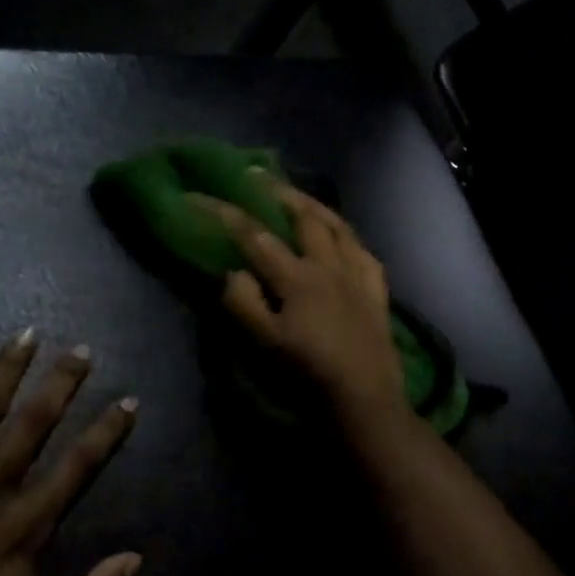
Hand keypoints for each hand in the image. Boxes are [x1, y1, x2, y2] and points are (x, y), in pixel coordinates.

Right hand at [193, 181, 406, 424]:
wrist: (364, 399)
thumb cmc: (309, 374)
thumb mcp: (265, 344)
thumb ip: (244, 304)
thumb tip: (232, 271)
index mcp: (297, 277)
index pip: (254, 235)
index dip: (223, 212)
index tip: (197, 195)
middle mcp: (329, 265)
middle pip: (303, 216)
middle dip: (277, 192)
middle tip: (258, 176)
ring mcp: (357, 274)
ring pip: (337, 226)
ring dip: (315, 205)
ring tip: (298, 196)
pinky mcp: (377, 290)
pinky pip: (364, 251)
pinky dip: (348, 236)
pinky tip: (342, 237)